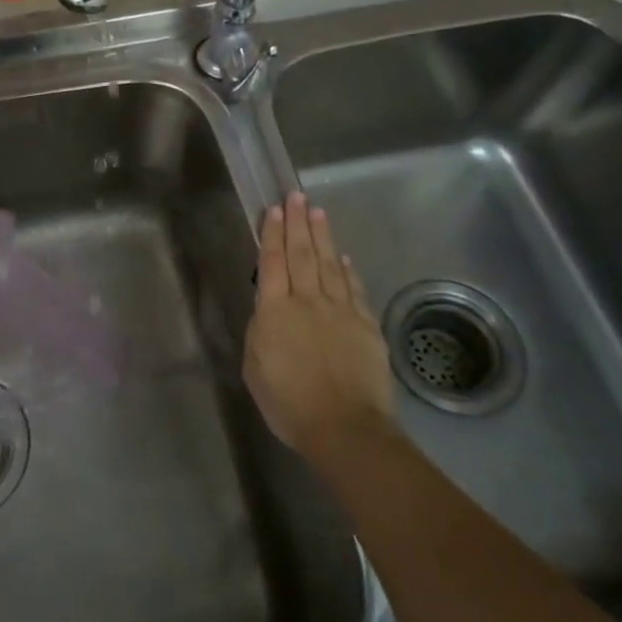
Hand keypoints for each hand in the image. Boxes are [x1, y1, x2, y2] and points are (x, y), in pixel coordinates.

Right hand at [243, 192, 397, 464]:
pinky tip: (343, 257)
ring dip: (322, 237)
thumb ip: (260, 330)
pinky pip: (354, 289)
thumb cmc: (288, 402)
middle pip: (302, 254)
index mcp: (276, 311)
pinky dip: (347, 270)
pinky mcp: (366, 325)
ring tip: (318, 212)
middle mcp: (308, 301)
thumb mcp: (255, 366)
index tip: (275, 209)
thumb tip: (268, 308)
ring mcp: (341, 311)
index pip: (273, 263)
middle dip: (298, 222)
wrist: (344, 426)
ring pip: (329, 265)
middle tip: (296, 195)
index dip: (273, 234)